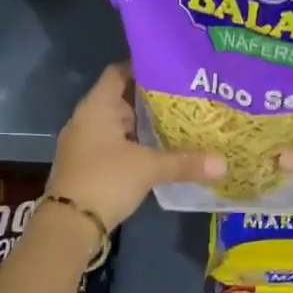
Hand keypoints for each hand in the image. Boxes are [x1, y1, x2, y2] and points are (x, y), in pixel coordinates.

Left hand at [49, 64, 224, 229]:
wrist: (68, 226)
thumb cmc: (105, 180)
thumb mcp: (148, 168)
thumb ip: (185, 162)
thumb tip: (223, 163)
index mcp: (96, 107)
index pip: (119, 72)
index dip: (143, 66)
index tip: (172, 67)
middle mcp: (88, 119)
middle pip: (122, 98)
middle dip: (152, 98)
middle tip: (186, 95)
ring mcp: (86, 143)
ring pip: (120, 124)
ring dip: (145, 124)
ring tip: (181, 120)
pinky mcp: (89, 165)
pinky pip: (117, 144)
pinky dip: (137, 144)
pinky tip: (161, 150)